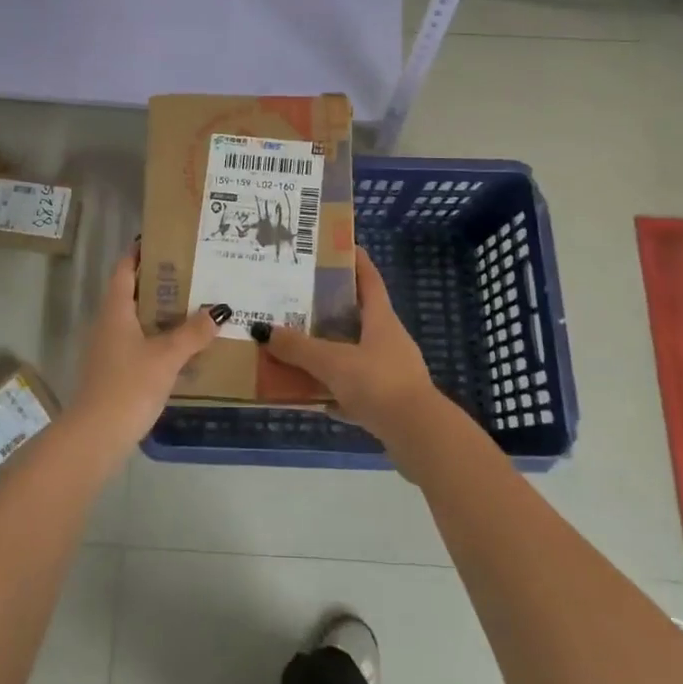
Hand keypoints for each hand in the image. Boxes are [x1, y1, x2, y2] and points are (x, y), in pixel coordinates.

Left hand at [71, 245, 226, 446]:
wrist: (96, 437)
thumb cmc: (128, 386)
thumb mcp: (166, 357)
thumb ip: (193, 333)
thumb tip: (218, 310)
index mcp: (115, 310)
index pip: (124, 270)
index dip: (139, 253)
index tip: (164, 241)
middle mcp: (108, 324)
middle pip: (132, 292)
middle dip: (159, 282)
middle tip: (192, 273)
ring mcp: (108, 349)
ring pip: (136, 319)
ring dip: (160, 311)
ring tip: (193, 306)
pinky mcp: (113, 371)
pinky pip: (138, 342)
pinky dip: (157, 337)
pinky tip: (181, 346)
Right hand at [262, 248, 441, 445]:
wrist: (419, 436)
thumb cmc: (378, 383)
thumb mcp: (333, 362)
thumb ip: (298, 348)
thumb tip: (263, 330)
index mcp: (381, 320)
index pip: (369, 279)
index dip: (355, 260)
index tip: (336, 246)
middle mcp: (388, 340)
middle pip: (357, 315)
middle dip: (329, 307)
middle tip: (297, 299)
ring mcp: (389, 372)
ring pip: (352, 353)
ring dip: (327, 351)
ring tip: (295, 347)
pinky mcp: (387, 402)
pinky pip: (353, 388)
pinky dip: (332, 389)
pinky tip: (309, 396)